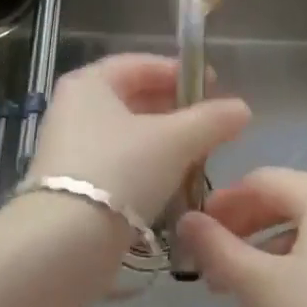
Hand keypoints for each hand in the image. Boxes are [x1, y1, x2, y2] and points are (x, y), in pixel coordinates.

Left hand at [26, 54, 249, 223]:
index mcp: (90, 83)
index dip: (180, 72)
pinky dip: (145, 166)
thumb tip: (242, 108)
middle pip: (133, 99)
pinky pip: (117, 162)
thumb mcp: (176, 141)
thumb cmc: (121, 171)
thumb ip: (211, 120)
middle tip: (210, 124)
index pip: (140, 64)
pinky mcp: (71, 184)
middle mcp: (73, 108)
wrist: (65, 242)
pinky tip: (171, 184)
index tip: (214, 86)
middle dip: (175, 110)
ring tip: (198, 155)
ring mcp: (68, 148)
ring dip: (163, 141)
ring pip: (127, 134)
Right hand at [177, 168, 306, 306]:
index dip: (221, 203)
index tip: (191, 232)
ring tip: (221, 296)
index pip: (260, 180)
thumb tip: (185, 220)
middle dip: (236, 236)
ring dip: (255, 264)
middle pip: (277, 208)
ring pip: (295, 241)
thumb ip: (219, 250)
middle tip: (203, 266)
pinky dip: (284, 282)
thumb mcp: (266, 286)